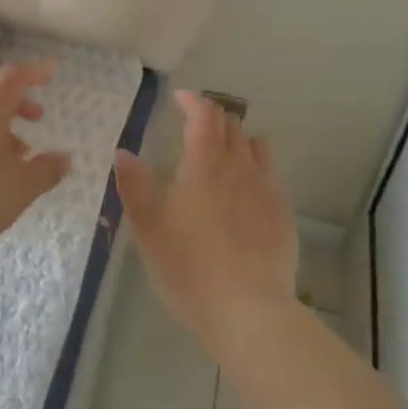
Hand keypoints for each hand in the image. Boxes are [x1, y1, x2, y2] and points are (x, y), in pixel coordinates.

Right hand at [114, 90, 297, 352]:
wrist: (248, 310)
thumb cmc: (188, 266)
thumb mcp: (148, 228)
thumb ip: (135, 185)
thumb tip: (124, 152)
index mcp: (204, 163)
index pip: (204, 114)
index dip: (192, 101)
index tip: (180, 98)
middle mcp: (239, 166)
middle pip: (232, 125)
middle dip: (213, 118)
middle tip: (195, 127)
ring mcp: (266, 188)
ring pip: (256, 146)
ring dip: (238, 140)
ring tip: (223, 153)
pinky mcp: (283, 213)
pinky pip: (270, 175)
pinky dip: (255, 168)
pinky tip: (245, 192)